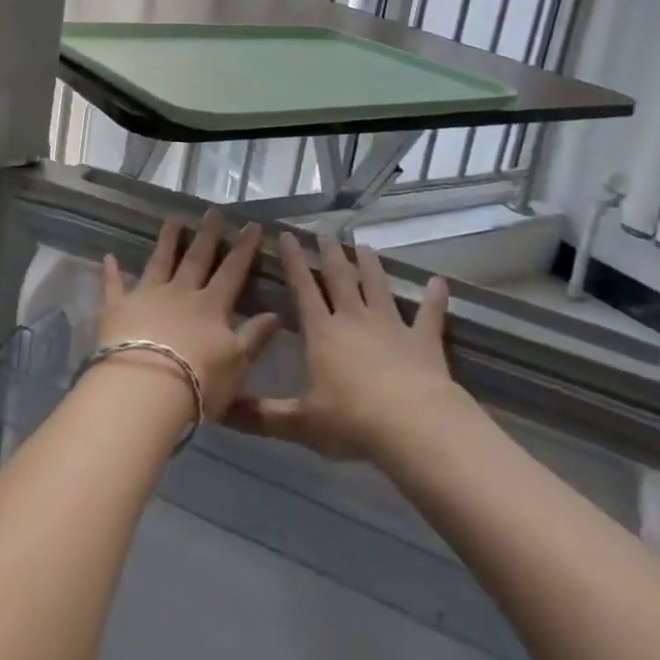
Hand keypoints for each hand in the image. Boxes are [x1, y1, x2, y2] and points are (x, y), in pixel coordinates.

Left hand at [95, 211, 279, 421]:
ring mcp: (147, 297)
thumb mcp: (237, 364)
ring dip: (167, 240)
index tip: (251, 226)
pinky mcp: (118, 308)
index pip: (232, 271)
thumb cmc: (198, 382)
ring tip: (173, 219)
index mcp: (211, 306)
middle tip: (212, 211)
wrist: (146, 389)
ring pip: (159, 262)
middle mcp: (180, 294)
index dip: (243, 249)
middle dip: (207, 235)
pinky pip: (113, 286)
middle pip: (196, 259)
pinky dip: (111, 271)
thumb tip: (277, 313)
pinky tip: (108, 257)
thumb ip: (255, 337)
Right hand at [226, 232, 454, 461]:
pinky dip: (434, 298)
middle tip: (326, 234)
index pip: (304, 288)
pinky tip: (439, 283)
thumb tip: (221, 410)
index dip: (294, 261)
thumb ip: (261, 416)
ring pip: (378, 286)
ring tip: (365, 246)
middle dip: (331, 255)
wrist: (413, 425)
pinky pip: (429, 314)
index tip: (287, 235)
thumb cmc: (352, 422)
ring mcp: (391, 326)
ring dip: (371, 266)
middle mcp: (354, 319)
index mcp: (323, 333)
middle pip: (341, 278)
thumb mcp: (300, 423)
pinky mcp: (424, 340)